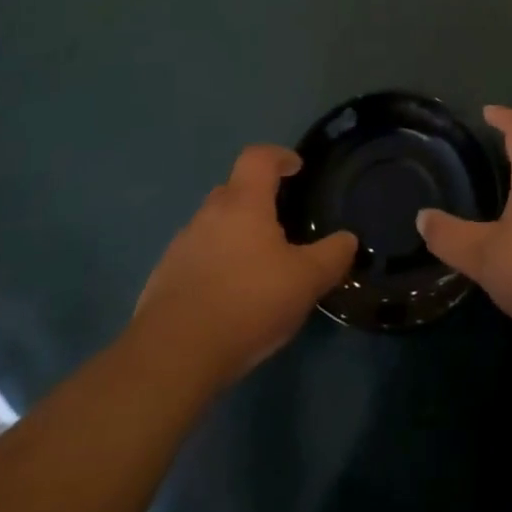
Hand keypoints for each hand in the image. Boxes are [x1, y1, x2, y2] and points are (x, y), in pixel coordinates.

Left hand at [135, 145, 357, 388]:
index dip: (279, 156)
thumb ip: (332, 256)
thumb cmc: (248, 302)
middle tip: (280, 225)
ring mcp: (181, 245)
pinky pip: (196, 257)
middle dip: (257, 199)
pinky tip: (228, 298)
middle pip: (233, 189)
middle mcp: (208, 214)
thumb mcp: (305, 281)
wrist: (174, 354)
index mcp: (243, 203)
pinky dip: (214, 265)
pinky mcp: (163, 278)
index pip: (258, 157)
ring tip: (256, 267)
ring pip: (213, 225)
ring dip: (234, 235)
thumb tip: (348, 239)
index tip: (296, 169)